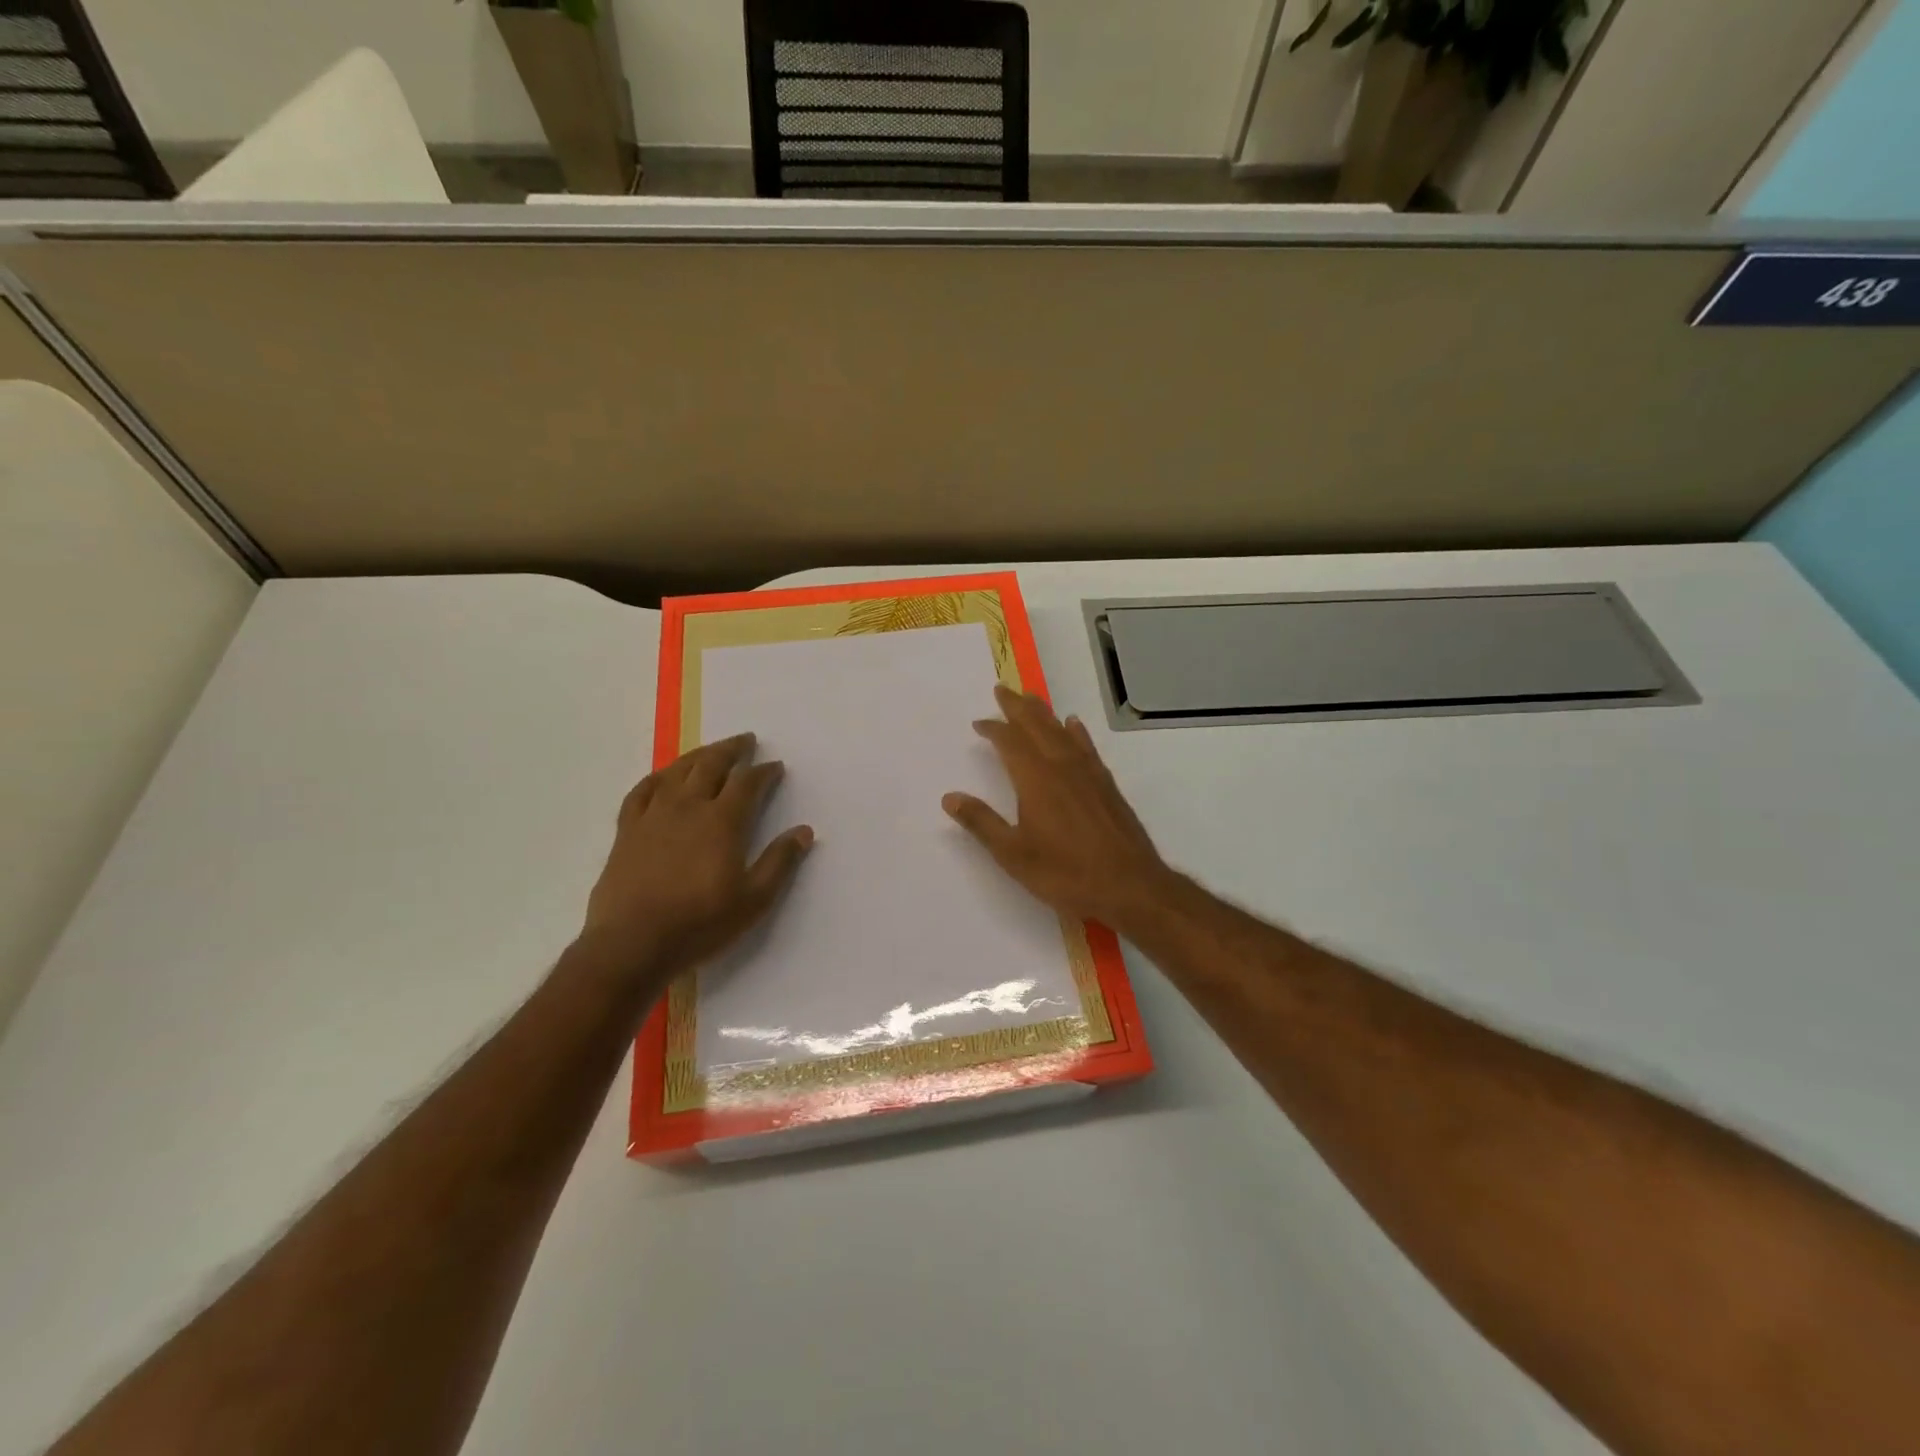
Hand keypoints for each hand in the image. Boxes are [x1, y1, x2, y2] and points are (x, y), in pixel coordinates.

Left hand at [583, 733, 812, 977]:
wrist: (632, 944)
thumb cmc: (700, 923)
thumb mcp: (754, 900)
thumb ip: (780, 862)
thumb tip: (804, 831)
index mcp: (722, 821)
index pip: (748, 783)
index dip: (764, 772)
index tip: (775, 766)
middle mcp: (688, 807)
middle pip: (711, 765)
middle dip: (732, 750)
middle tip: (746, 741)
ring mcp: (653, 815)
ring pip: (677, 771)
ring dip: (698, 755)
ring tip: (711, 750)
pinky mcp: (627, 830)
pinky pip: (641, 791)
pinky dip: (657, 777)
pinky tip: (663, 777)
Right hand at [943, 685, 1174, 930]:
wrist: (1129, 885)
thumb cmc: (1065, 873)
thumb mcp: (1013, 854)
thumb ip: (982, 823)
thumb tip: (950, 797)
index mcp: (1035, 780)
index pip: (1009, 742)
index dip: (993, 729)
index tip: (979, 723)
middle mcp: (1061, 766)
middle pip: (1036, 726)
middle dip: (1017, 707)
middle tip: (1002, 690)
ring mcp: (1088, 773)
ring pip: (1061, 731)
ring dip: (1043, 713)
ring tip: (1030, 699)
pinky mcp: (1106, 784)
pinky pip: (1086, 746)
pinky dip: (1076, 731)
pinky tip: (1073, 725)